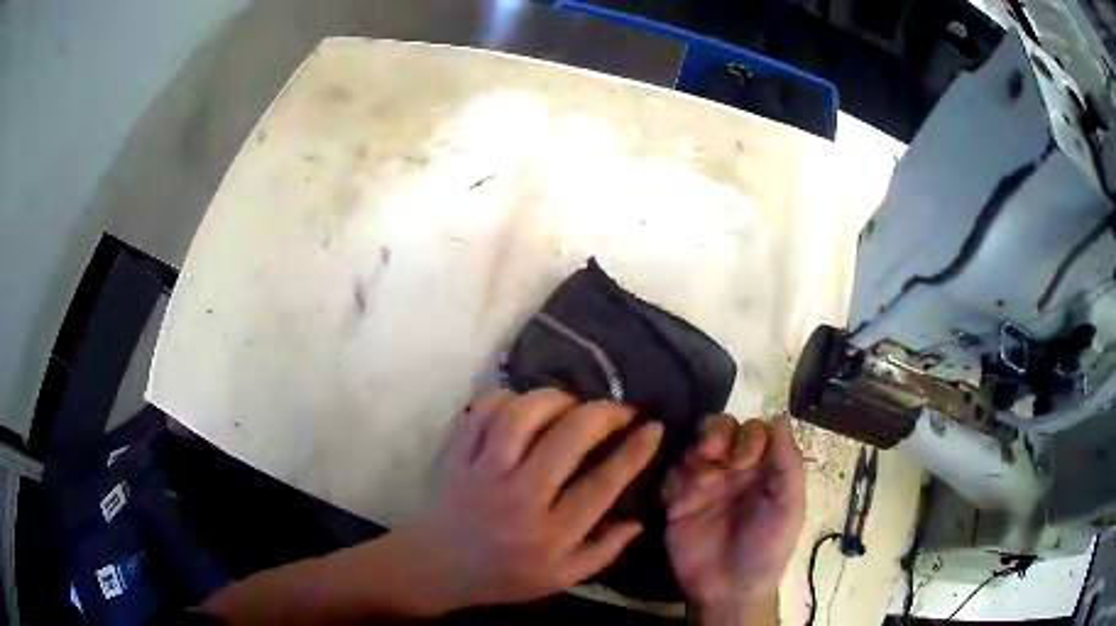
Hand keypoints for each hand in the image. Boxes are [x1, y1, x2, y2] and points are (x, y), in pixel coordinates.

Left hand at [404, 388, 662, 610]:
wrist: (439, 567)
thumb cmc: (505, 576)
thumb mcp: (562, 578)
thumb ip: (604, 551)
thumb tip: (639, 520)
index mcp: (551, 532)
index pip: (603, 482)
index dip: (634, 450)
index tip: (653, 427)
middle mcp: (519, 497)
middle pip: (567, 438)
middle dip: (603, 413)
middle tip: (619, 410)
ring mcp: (483, 472)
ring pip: (521, 415)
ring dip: (555, 399)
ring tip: (572, 404)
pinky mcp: (457, 456)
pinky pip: (482, 412)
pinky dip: (506, 398)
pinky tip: (523, 406)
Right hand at [663, 415, 804, 620]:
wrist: (728, 589)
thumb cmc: (767, 548)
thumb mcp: (789, 506)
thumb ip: (788, 463)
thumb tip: (780, 416)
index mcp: (762, 467)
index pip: (753, 429)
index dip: (746, 436)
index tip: (742, 460)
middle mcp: (731, 469)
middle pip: (719, 429)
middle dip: (714, 434)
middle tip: (710, 454)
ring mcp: (702, 484)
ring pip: (691, 448)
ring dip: (693, 460)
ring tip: (698, 488)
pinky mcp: (675, 502)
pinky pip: (668, 477)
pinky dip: (672, 482)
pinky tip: (679, 502)